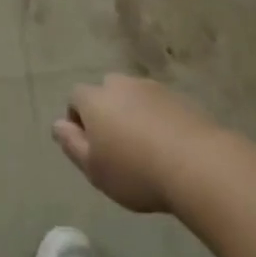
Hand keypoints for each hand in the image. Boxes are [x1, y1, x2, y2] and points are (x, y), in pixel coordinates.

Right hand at [53, 75, 224, 213]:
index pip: (75, 97)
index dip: (77, 119)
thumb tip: (57, 124)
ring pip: (134, 97)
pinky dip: (157, 119)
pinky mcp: (180, 98)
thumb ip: (71, 144)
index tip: (89, 147)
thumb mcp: (93, 168)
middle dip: (107, 112)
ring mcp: (153, 88)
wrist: (197, 164)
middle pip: (106, 92)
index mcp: (96, 99)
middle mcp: (121, 85)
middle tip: (116, 146)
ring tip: (144, 147)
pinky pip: (159, 105)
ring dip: (133, 114)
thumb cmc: (135, 171)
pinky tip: (167, 146)